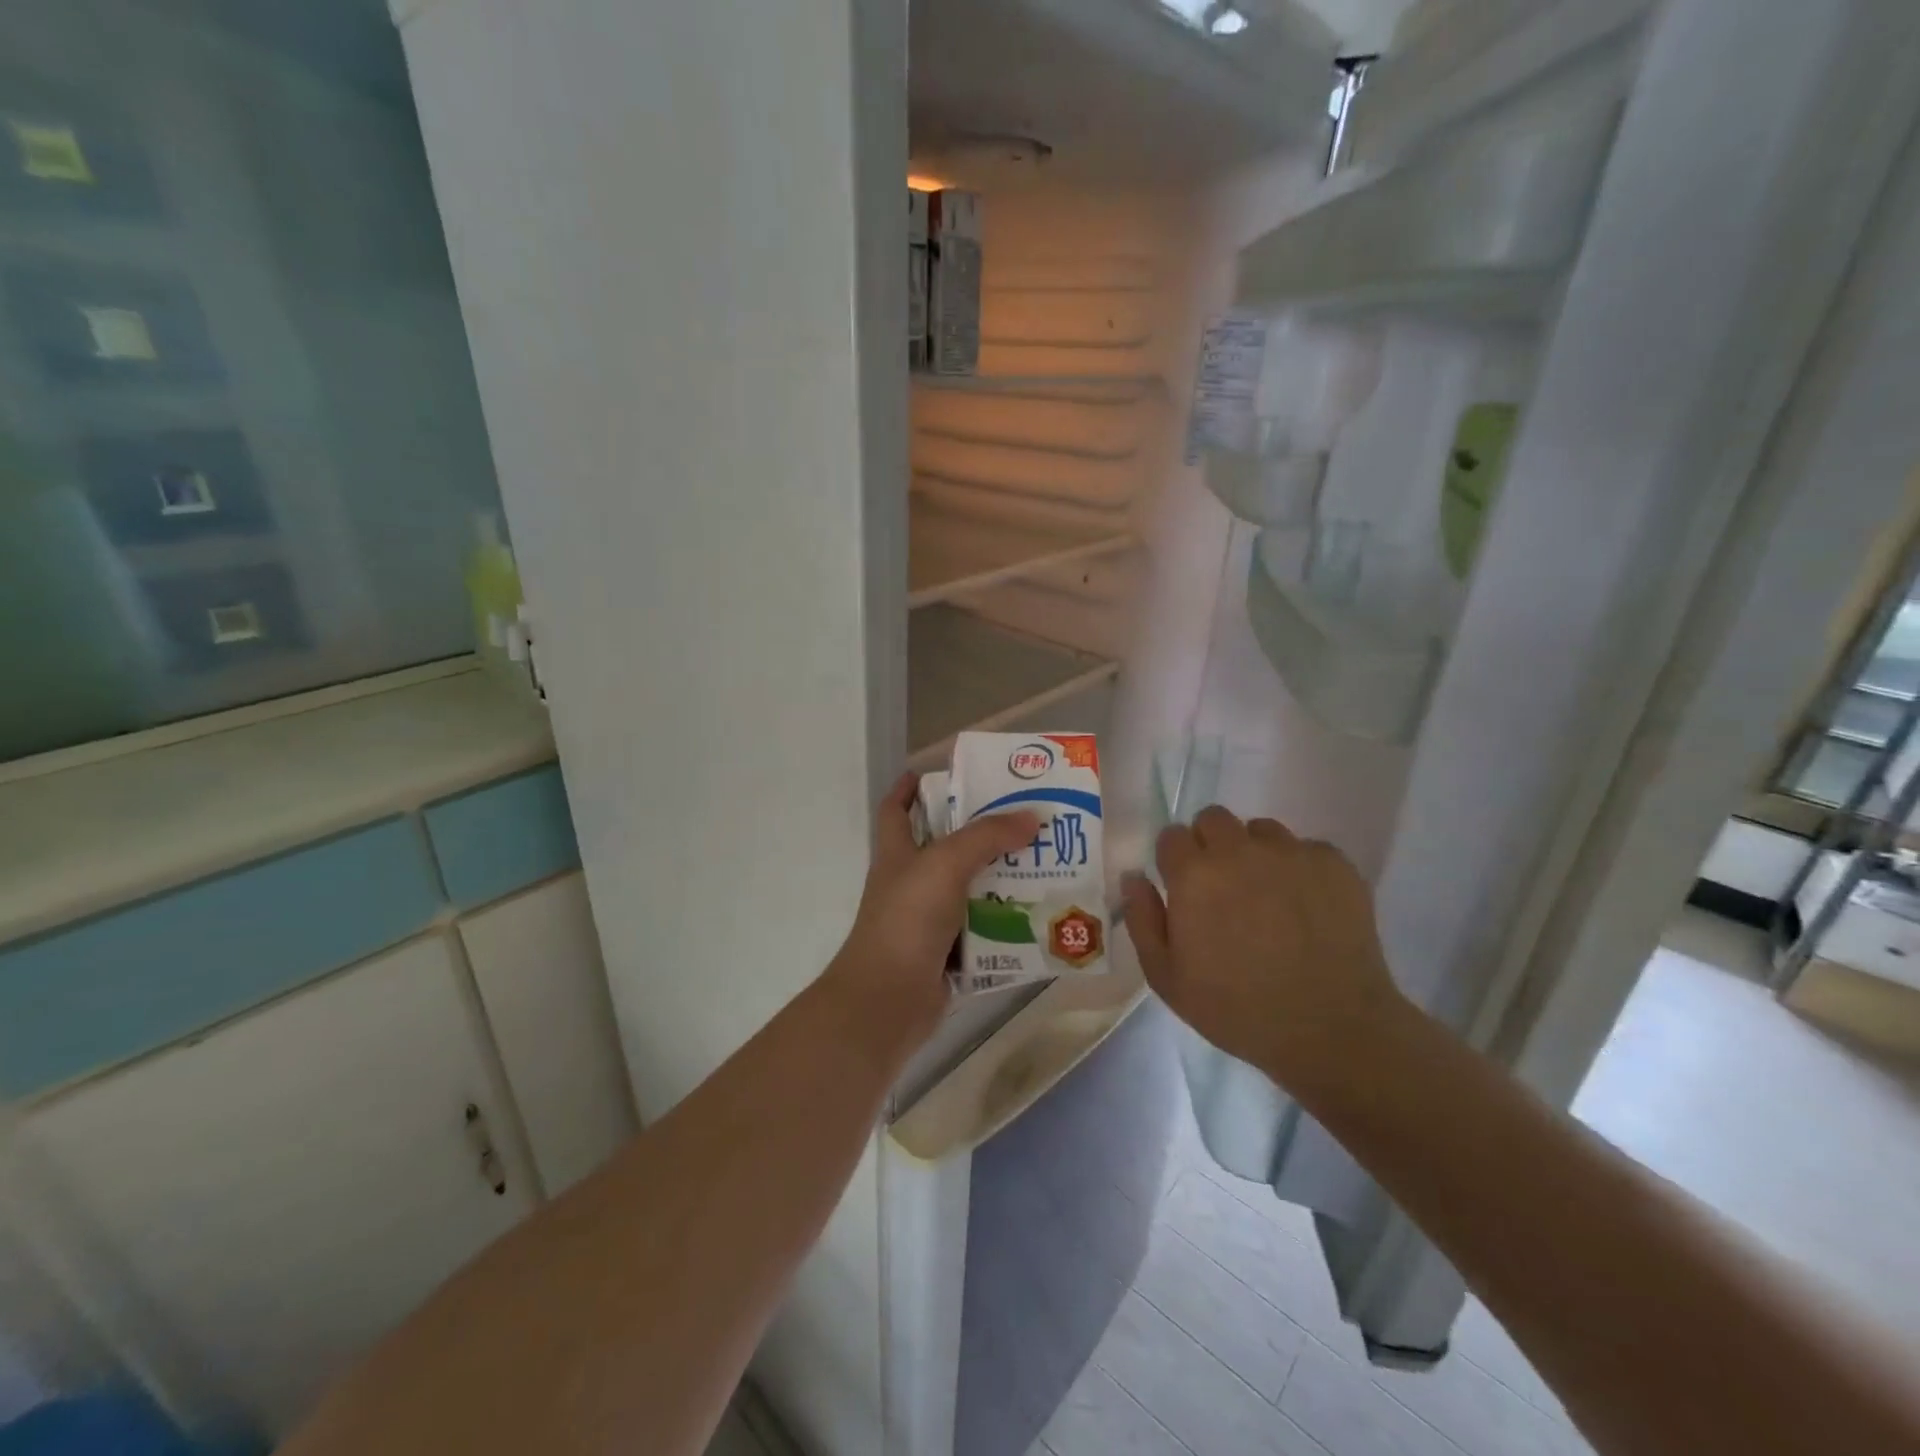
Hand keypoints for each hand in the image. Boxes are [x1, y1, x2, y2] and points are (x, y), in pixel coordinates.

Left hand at [824, 773, 1039, 1050]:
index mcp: (897, 854)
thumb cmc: (907, 919)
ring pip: (969, 891)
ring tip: (1043, 864)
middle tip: (1022, 819)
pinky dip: (1005, 925)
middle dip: (979, 834)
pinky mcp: (947, 954)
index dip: (908, 789)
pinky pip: (982, 932)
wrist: (888, 1000)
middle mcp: (910, 883)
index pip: (895, 810)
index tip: (932, 771)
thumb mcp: (945, 864)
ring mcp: (927, 921)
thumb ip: (987, 837)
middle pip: (944, 849)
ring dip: (1000, 880)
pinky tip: (1038, 915)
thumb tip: (1031, 818)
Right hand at [1123, 806, 1409, 1090]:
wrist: (1331, 1031)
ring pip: (1261, 830)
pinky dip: (1300, 869)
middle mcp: (1239, 851)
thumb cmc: (1237, 1009)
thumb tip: (1134, 877)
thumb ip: (1142, 920)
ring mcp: (1291, 853)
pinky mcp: (1335, 864)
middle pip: (1213, 818)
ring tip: (1268, 896)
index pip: (1172, 836)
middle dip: (1210, 844)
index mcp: (1194, 875)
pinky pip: (1306, 849)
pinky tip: (1307, 908)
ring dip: (1255, 853)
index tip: (1183, 886)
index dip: (1174, 860)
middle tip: (1222, 888)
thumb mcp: (1167, 978)